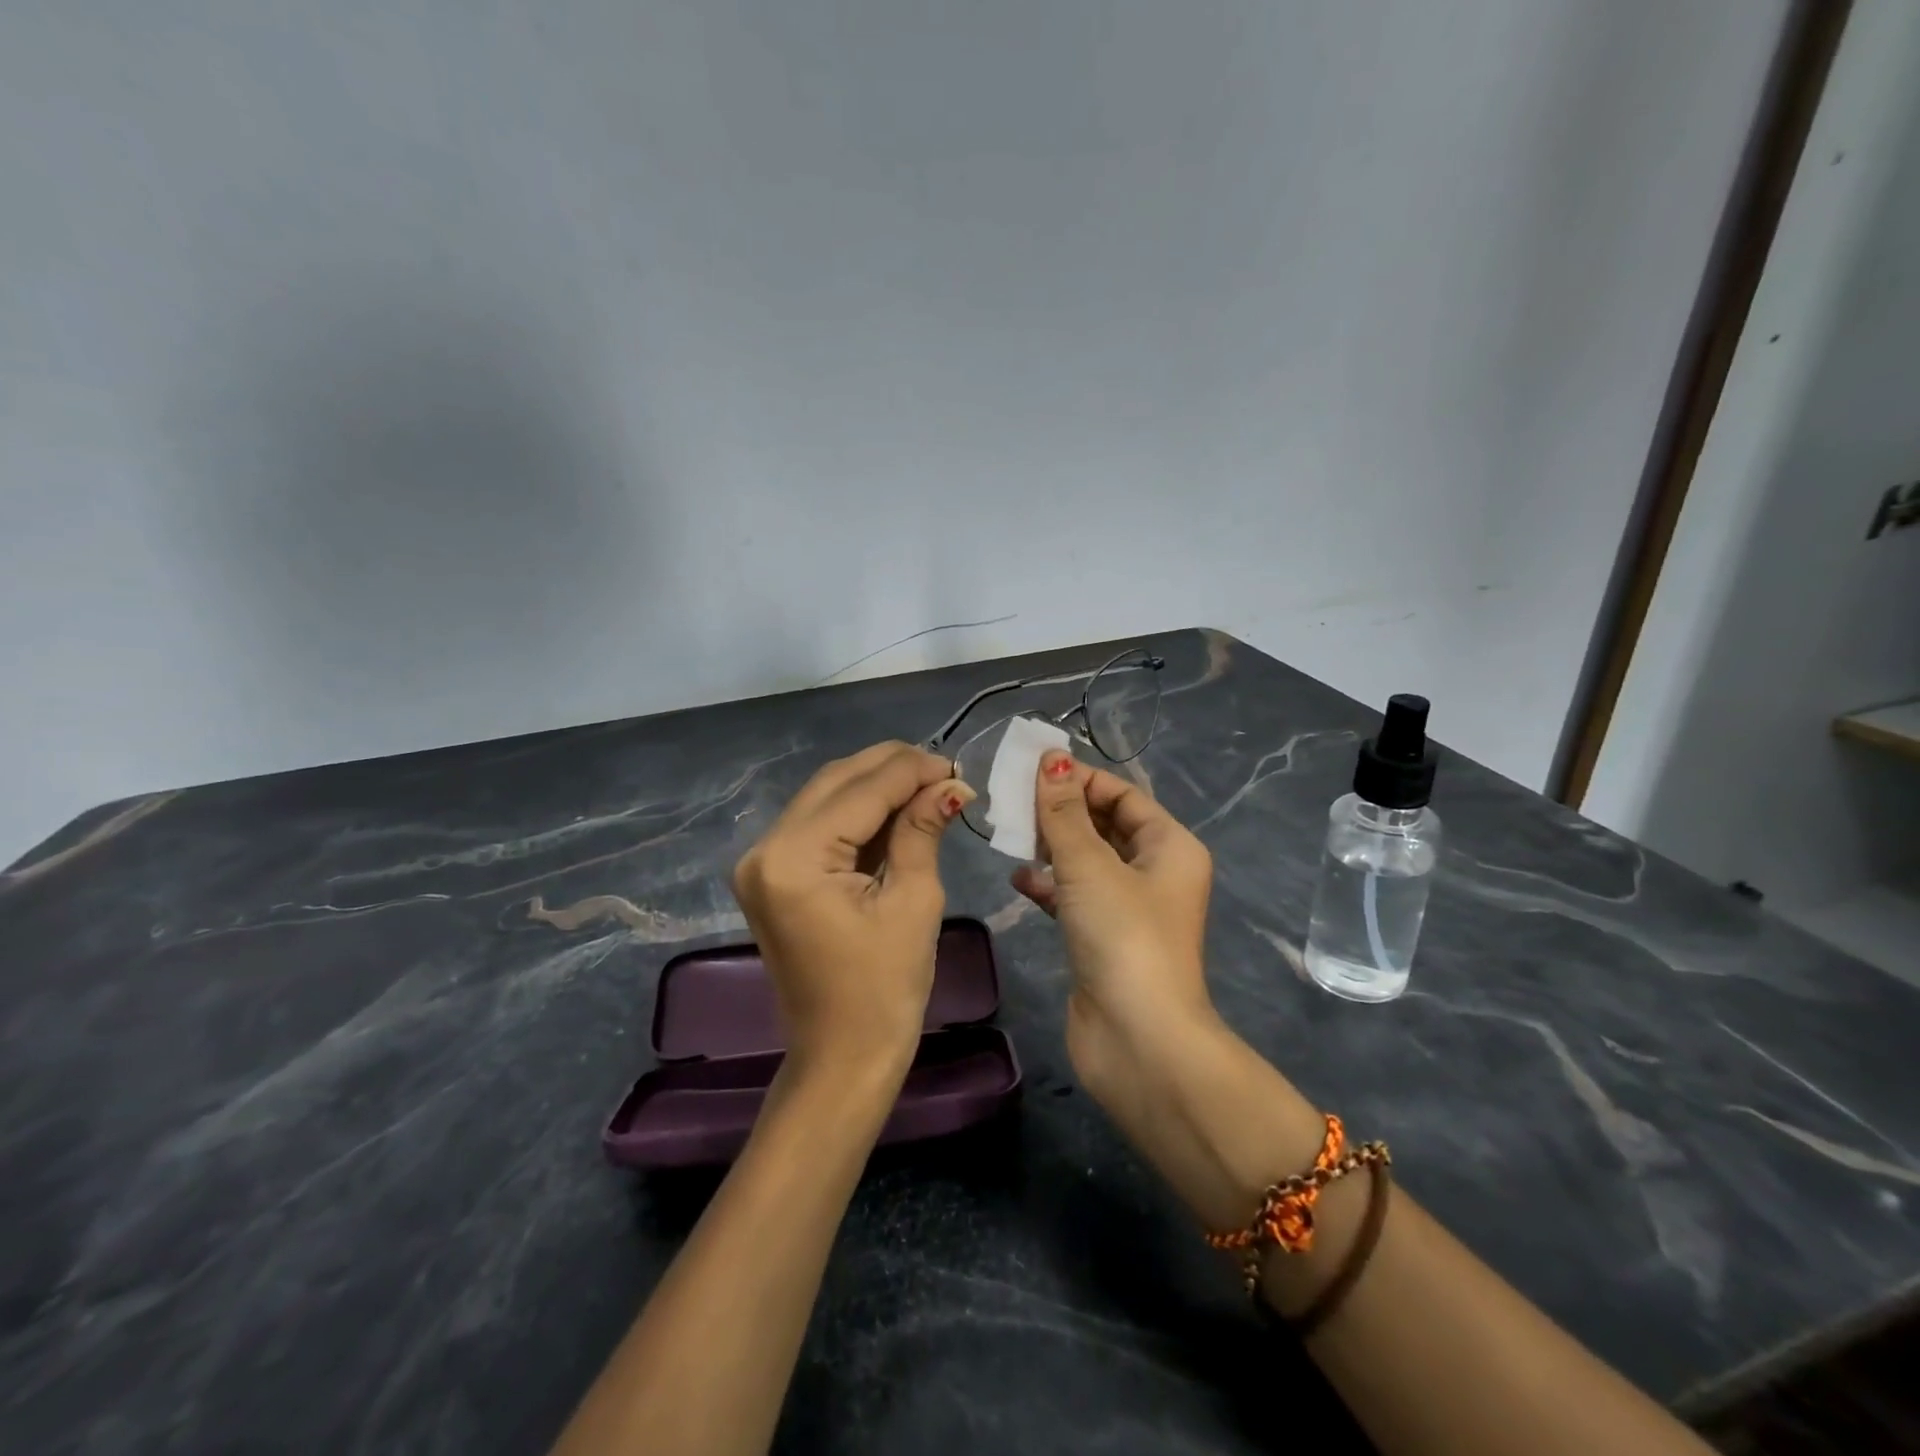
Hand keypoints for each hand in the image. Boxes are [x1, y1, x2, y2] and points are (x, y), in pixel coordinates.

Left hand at [732, 742, 972, 1081]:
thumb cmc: (884, 991)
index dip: (913, 770)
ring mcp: (763, 861)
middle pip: (836, 782)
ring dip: (876, 787)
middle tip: (945, 772)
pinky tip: (898, 810)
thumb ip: (922, 830)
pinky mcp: (773, 875)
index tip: (957, 766)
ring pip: (826, 797)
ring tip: (929, 787)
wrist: (841, 1058)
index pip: (862, 790)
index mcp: (795, 857)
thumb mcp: (914, 902)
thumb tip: (949, 785)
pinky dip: (858, 814)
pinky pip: (819, 826)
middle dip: (893, 769)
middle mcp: (765, 848)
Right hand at [1012, 750, 1215, 1092]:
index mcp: (1169, 846)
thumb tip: (1051, 759)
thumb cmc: (1123, 937)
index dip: (1081, 778)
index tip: (1032, 767)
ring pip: (1086, 862)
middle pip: (1104, 825)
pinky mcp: (1104, 939)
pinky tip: (1018, 880)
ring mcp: (1129, 909)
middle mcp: (1155, 872)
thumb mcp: (1090, 865)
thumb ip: (1064, 812)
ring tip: (1009, 832)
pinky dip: (1049, 886)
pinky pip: (1074, 897)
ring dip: (1051, 847)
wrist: (1138, 1041)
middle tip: (1011, 797)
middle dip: (1062, 811)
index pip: (1123, 795)